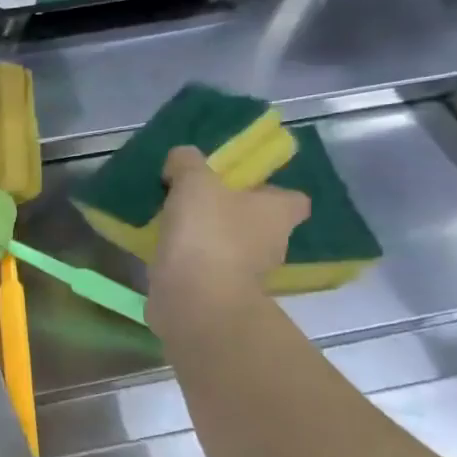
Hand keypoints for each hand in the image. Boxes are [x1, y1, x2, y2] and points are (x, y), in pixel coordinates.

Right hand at [148, 146, 309, 338]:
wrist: (194, 300)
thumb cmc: (207, 234)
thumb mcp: (193, 182)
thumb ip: (187, 162)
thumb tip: (182, 157)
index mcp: (280, 212)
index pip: (290, 197)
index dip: (266, 190)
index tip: (234, 186)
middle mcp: (274, 243)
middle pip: (257, 223)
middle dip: (230, 214)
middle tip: (195, 203)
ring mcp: (250, 274)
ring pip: (231, 247)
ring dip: (209, 239)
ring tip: (173, 228)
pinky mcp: (222, 294)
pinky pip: (208, 270)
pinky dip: (192, 263)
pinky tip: (165, 253)